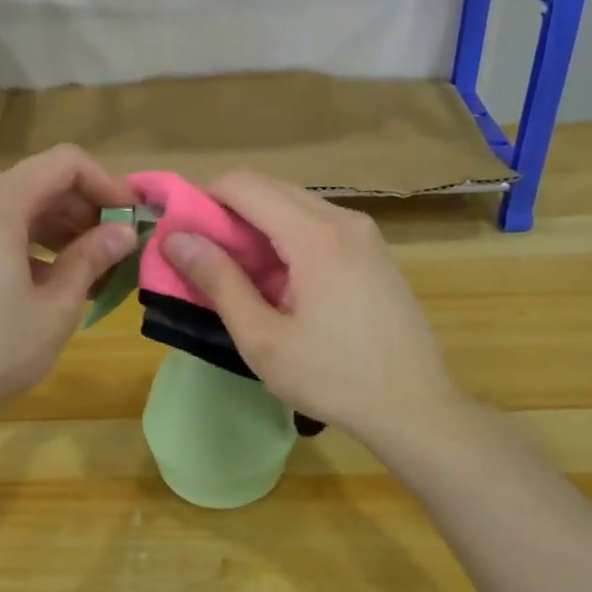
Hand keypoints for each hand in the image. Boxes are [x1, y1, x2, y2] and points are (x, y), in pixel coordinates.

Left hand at [0, 146, 136, 430]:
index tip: (131, 217)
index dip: (106, 183)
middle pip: (39, 184)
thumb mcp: (55, 308)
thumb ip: (92, 259)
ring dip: (57, 231)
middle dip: (84, 211)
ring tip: (89, 270)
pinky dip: (26, 243)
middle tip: (116, 249)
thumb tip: (124, 232)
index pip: (65, 163)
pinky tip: (47, 280)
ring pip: (16, 208)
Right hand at [160, 171, 461, 450]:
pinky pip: (318, 224)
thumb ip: (218, 281)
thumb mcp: (262, 338)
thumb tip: (176, 238)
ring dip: (257, 226)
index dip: (203, 198)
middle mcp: (344, 219)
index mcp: (316, 236)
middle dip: (228, 212)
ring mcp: (365, 233)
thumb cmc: (332, 378)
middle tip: (205, 257)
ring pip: (294, 204)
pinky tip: (281, 282)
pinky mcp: (374, 251)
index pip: (244, 185)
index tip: (182, 233)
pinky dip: (286, 237)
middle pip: (269, 188)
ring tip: (241, 274)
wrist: (415, 407)